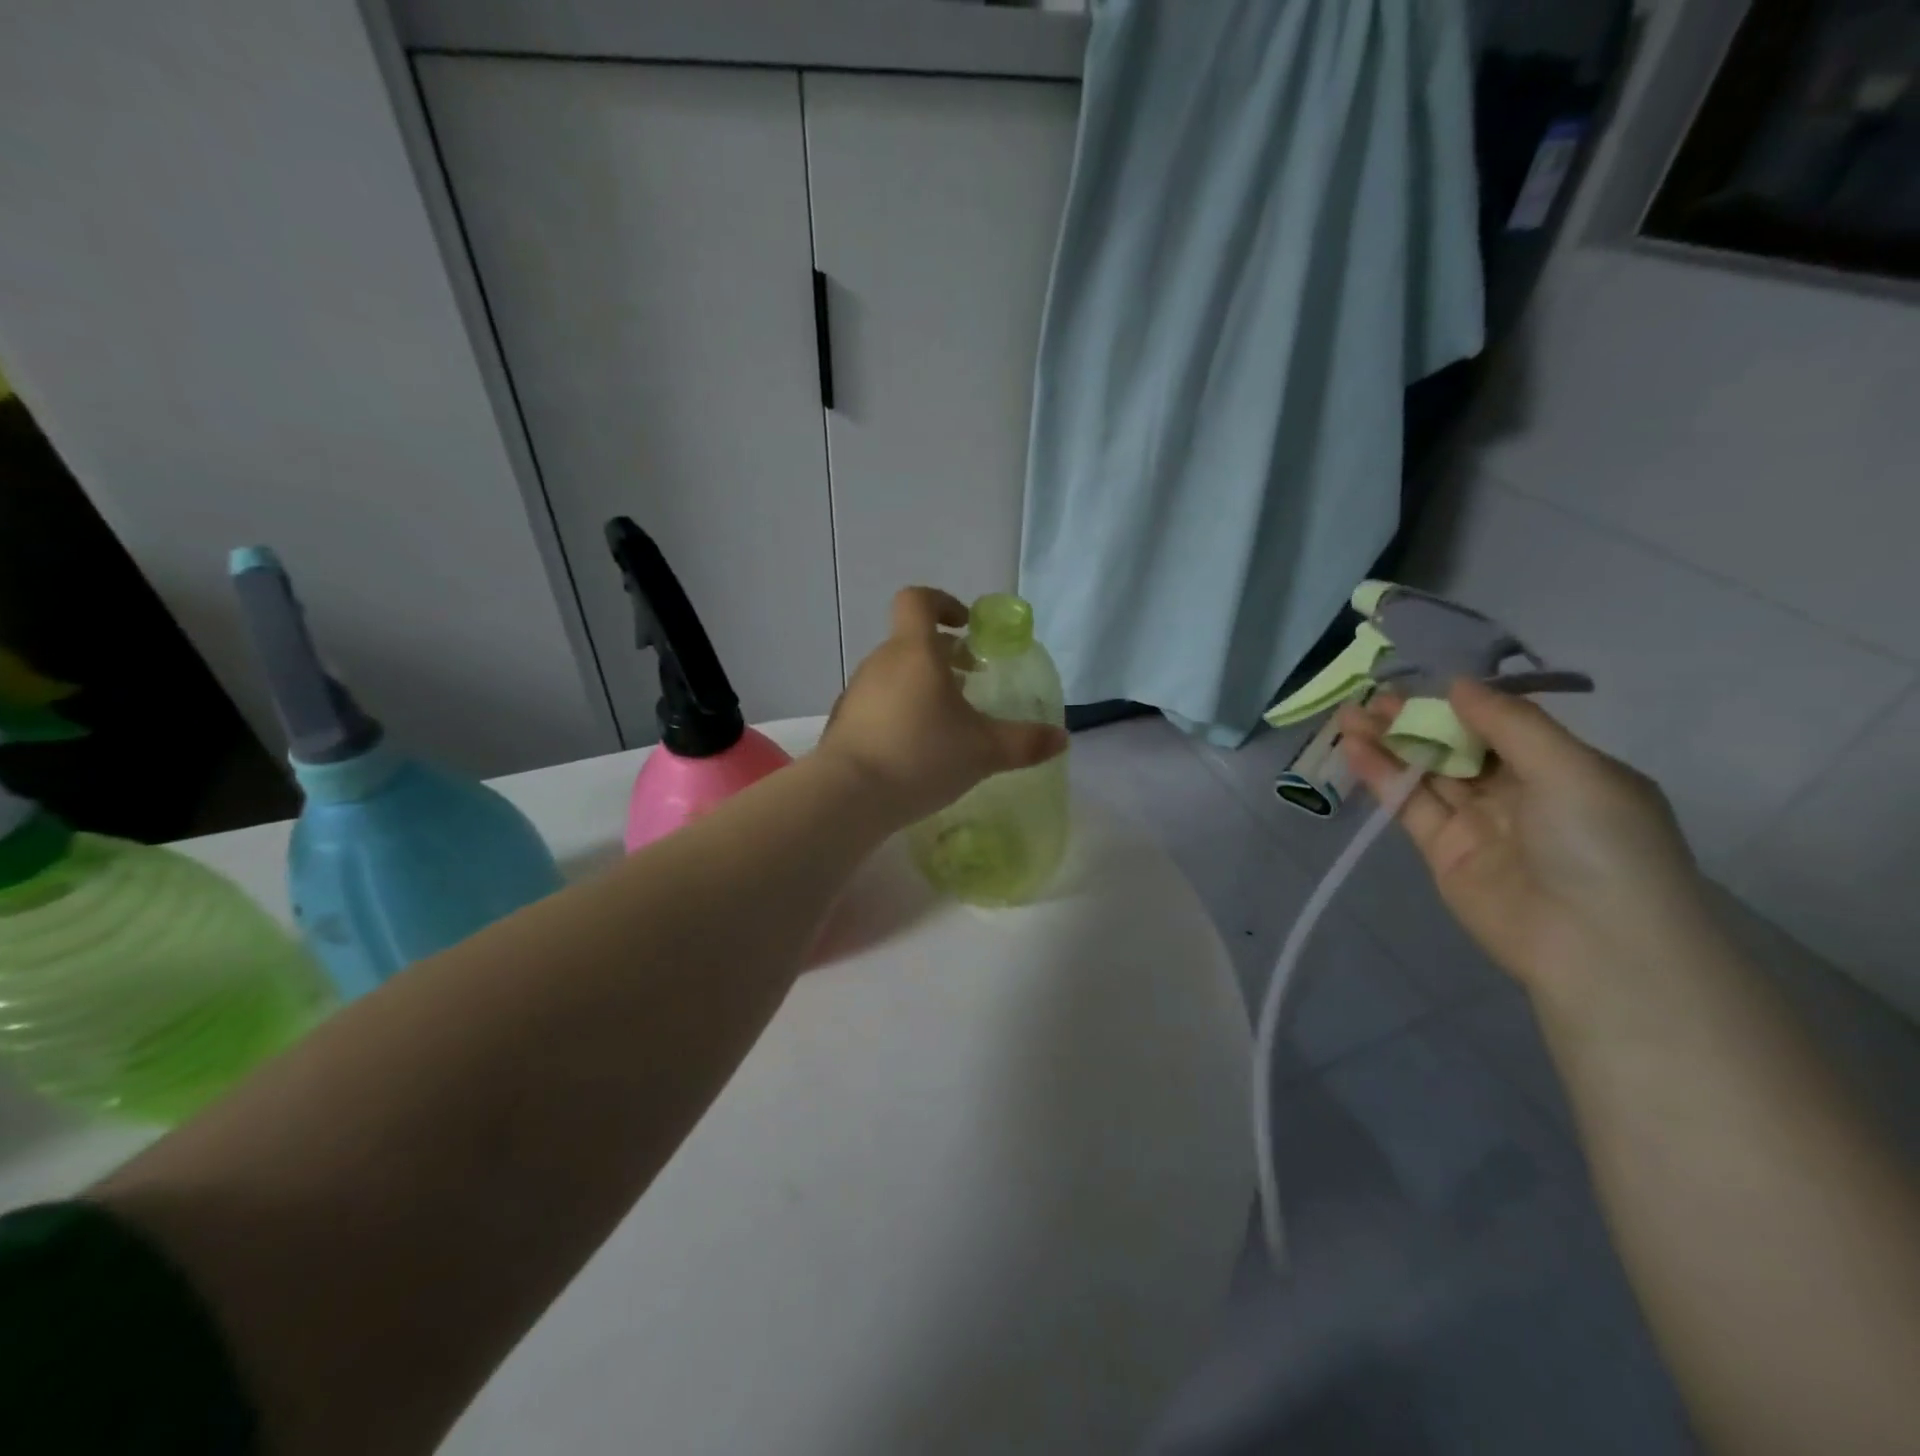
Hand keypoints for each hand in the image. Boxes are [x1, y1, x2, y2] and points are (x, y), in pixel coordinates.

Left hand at [819, 588, 1068, 826]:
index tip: (965, 627)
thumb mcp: (983, 751)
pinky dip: (899, 714)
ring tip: (946, 724)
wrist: (848, 796)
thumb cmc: (921, 756)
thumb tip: (1061, 739)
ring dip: (921, 687)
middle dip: (942, 657)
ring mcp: (856, 693)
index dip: (943, 603)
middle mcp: (880, 663)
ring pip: (894, 675)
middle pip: (911, 642)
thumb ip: (1025, 742)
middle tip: (970, 684)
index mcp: (914, 651)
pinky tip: (915, 750)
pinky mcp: (843, 723)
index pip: (918, 601)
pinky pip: (878, 705)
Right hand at [1341, 680, 1717, 997]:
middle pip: (1458, 747)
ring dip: (1390, 743)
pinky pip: (1411, 804)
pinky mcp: (1443, 852)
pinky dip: (1383, 776)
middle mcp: (1521, 794)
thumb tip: (1458, 685)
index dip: (1459, 705)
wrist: (1594, 945)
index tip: (1417, 683)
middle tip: (1371, 697)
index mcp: (1564, 771)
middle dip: (1416, 720)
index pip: (1502, 727)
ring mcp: (1479, 824)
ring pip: (1428, 773)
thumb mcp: (1570, 769)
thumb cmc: (1600, 843)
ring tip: (1350, 715)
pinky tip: (1356, 748)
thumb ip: (1509, 723)